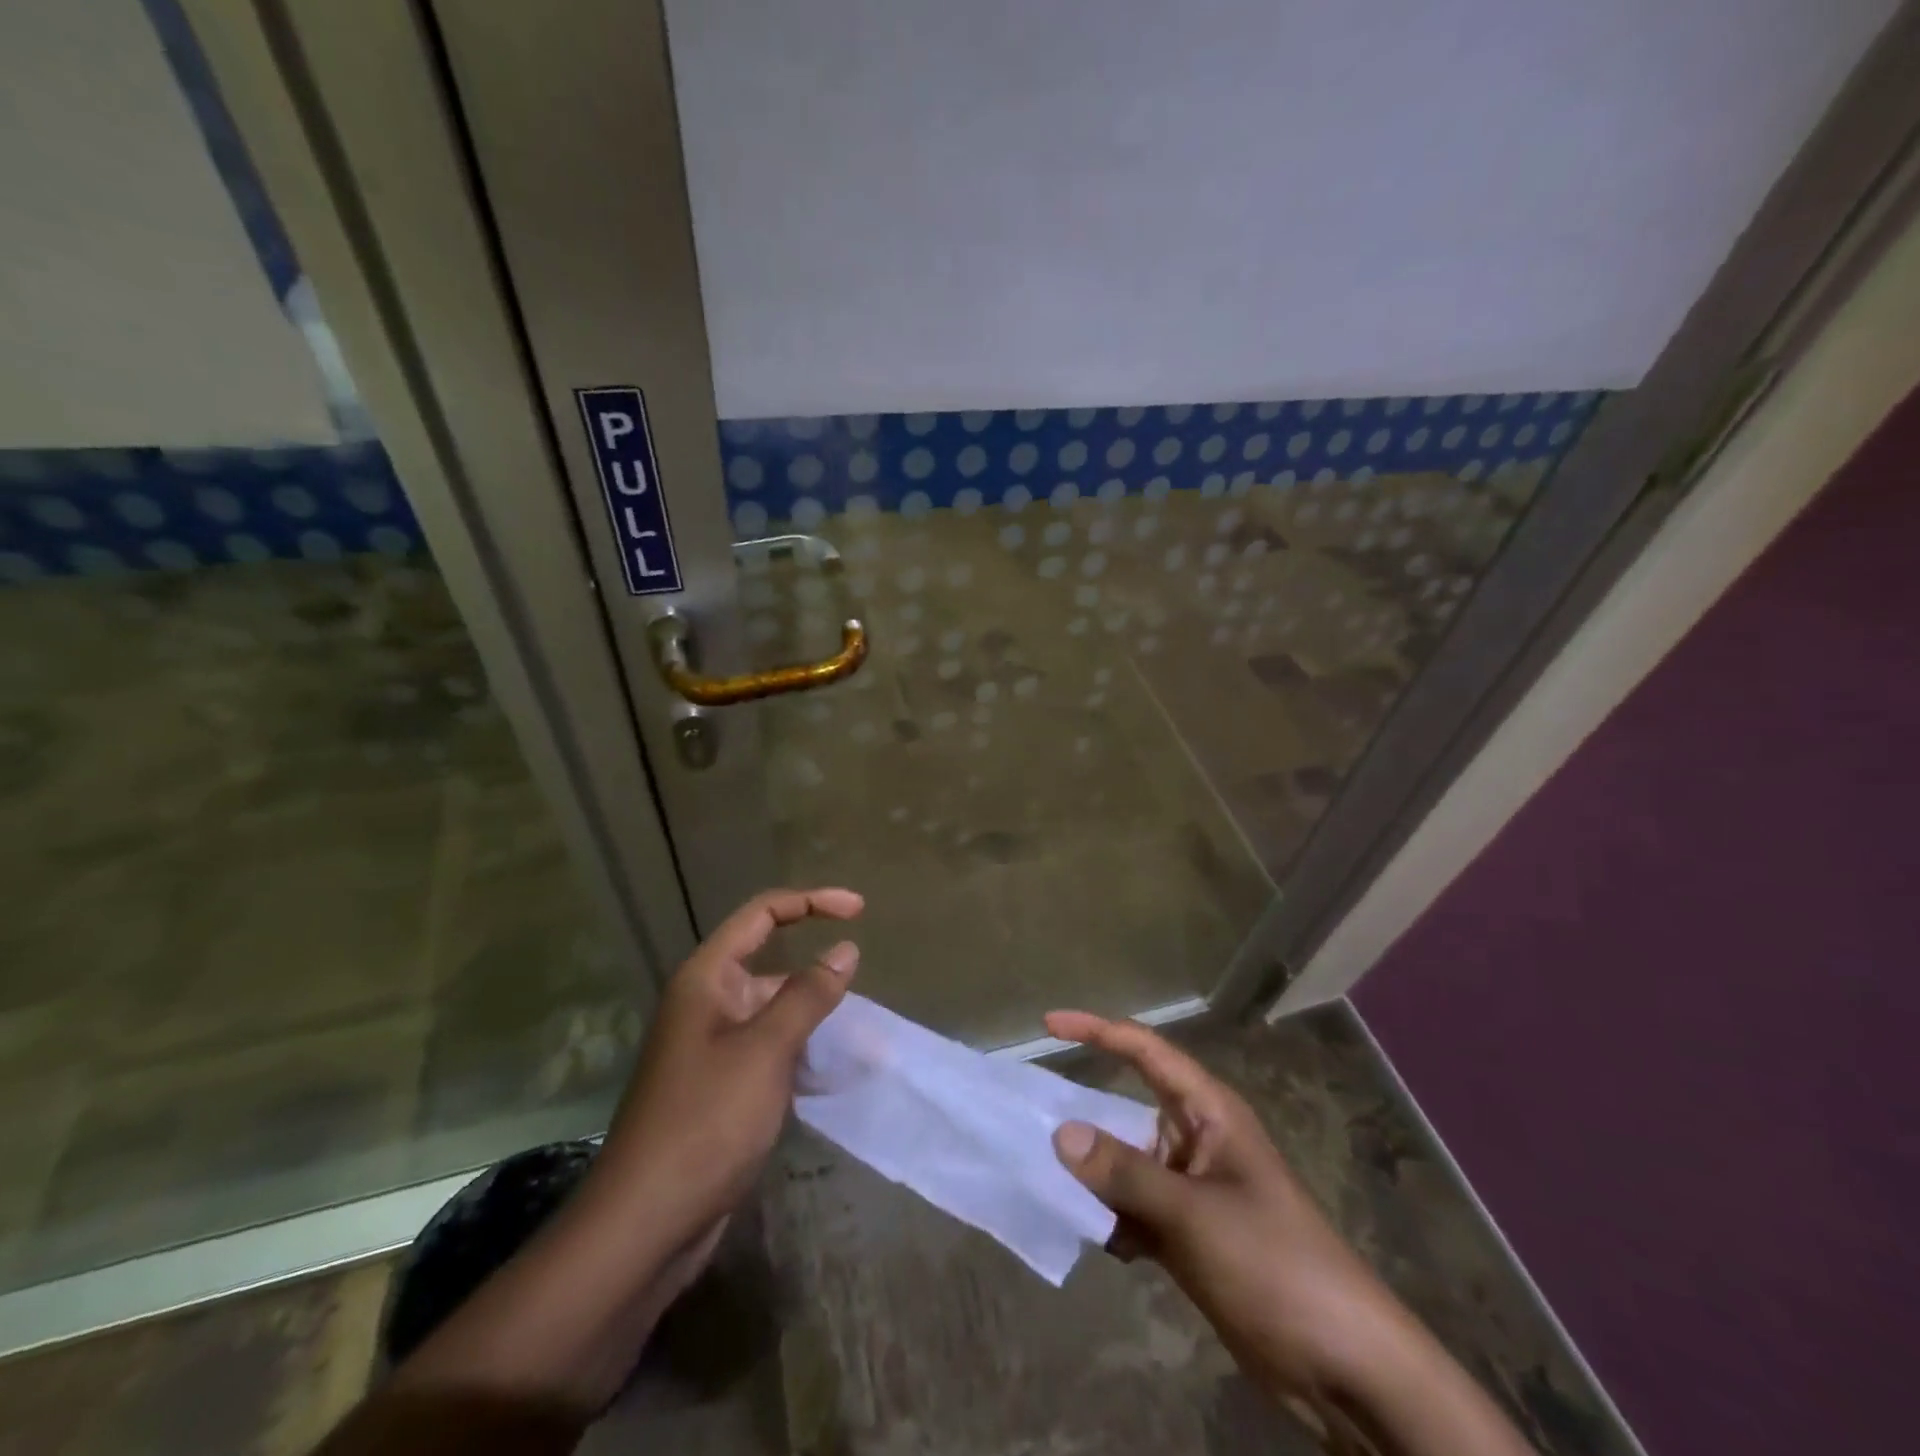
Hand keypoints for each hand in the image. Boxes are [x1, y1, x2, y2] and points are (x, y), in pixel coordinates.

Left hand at [586, 887, 863, 1258]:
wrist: (644, 1225)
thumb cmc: (705, 1122)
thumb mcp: (766, 1050)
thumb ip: (808, 994)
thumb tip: (845, 950)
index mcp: (707, 979)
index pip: (763, 914)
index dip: (812, 902)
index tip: (859, 910)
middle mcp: (706, 1002)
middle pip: (768, 961)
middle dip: (816, 973)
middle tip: (862, 993)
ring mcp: (710, 1046)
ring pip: (771, 1010)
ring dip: (811, 1016)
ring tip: (857, 1037)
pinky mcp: (718, 1084)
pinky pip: (767, 1048)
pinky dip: (798, 1050)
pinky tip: (826, 1073)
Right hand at [1047, 1013, 1534, 1455]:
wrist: (1344, 1366)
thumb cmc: (1274, 1264)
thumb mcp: (1194, 1215)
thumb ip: (1124, 1174)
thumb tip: (1060, 1133)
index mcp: (1209, 1112)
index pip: (1145, 1051)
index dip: (1097, 1030)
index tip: (1048, 1025)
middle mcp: (1197, 1140)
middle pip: (1128, 1108)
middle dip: (1084, 1112)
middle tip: (1028, 1116)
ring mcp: (1194, 1189)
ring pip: (1128, 1163)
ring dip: (1094, 1174)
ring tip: (1044, 1179)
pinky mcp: (1192, 1235)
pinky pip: (1136, 1209)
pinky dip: (1113, 1219)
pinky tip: (1094, 1239)